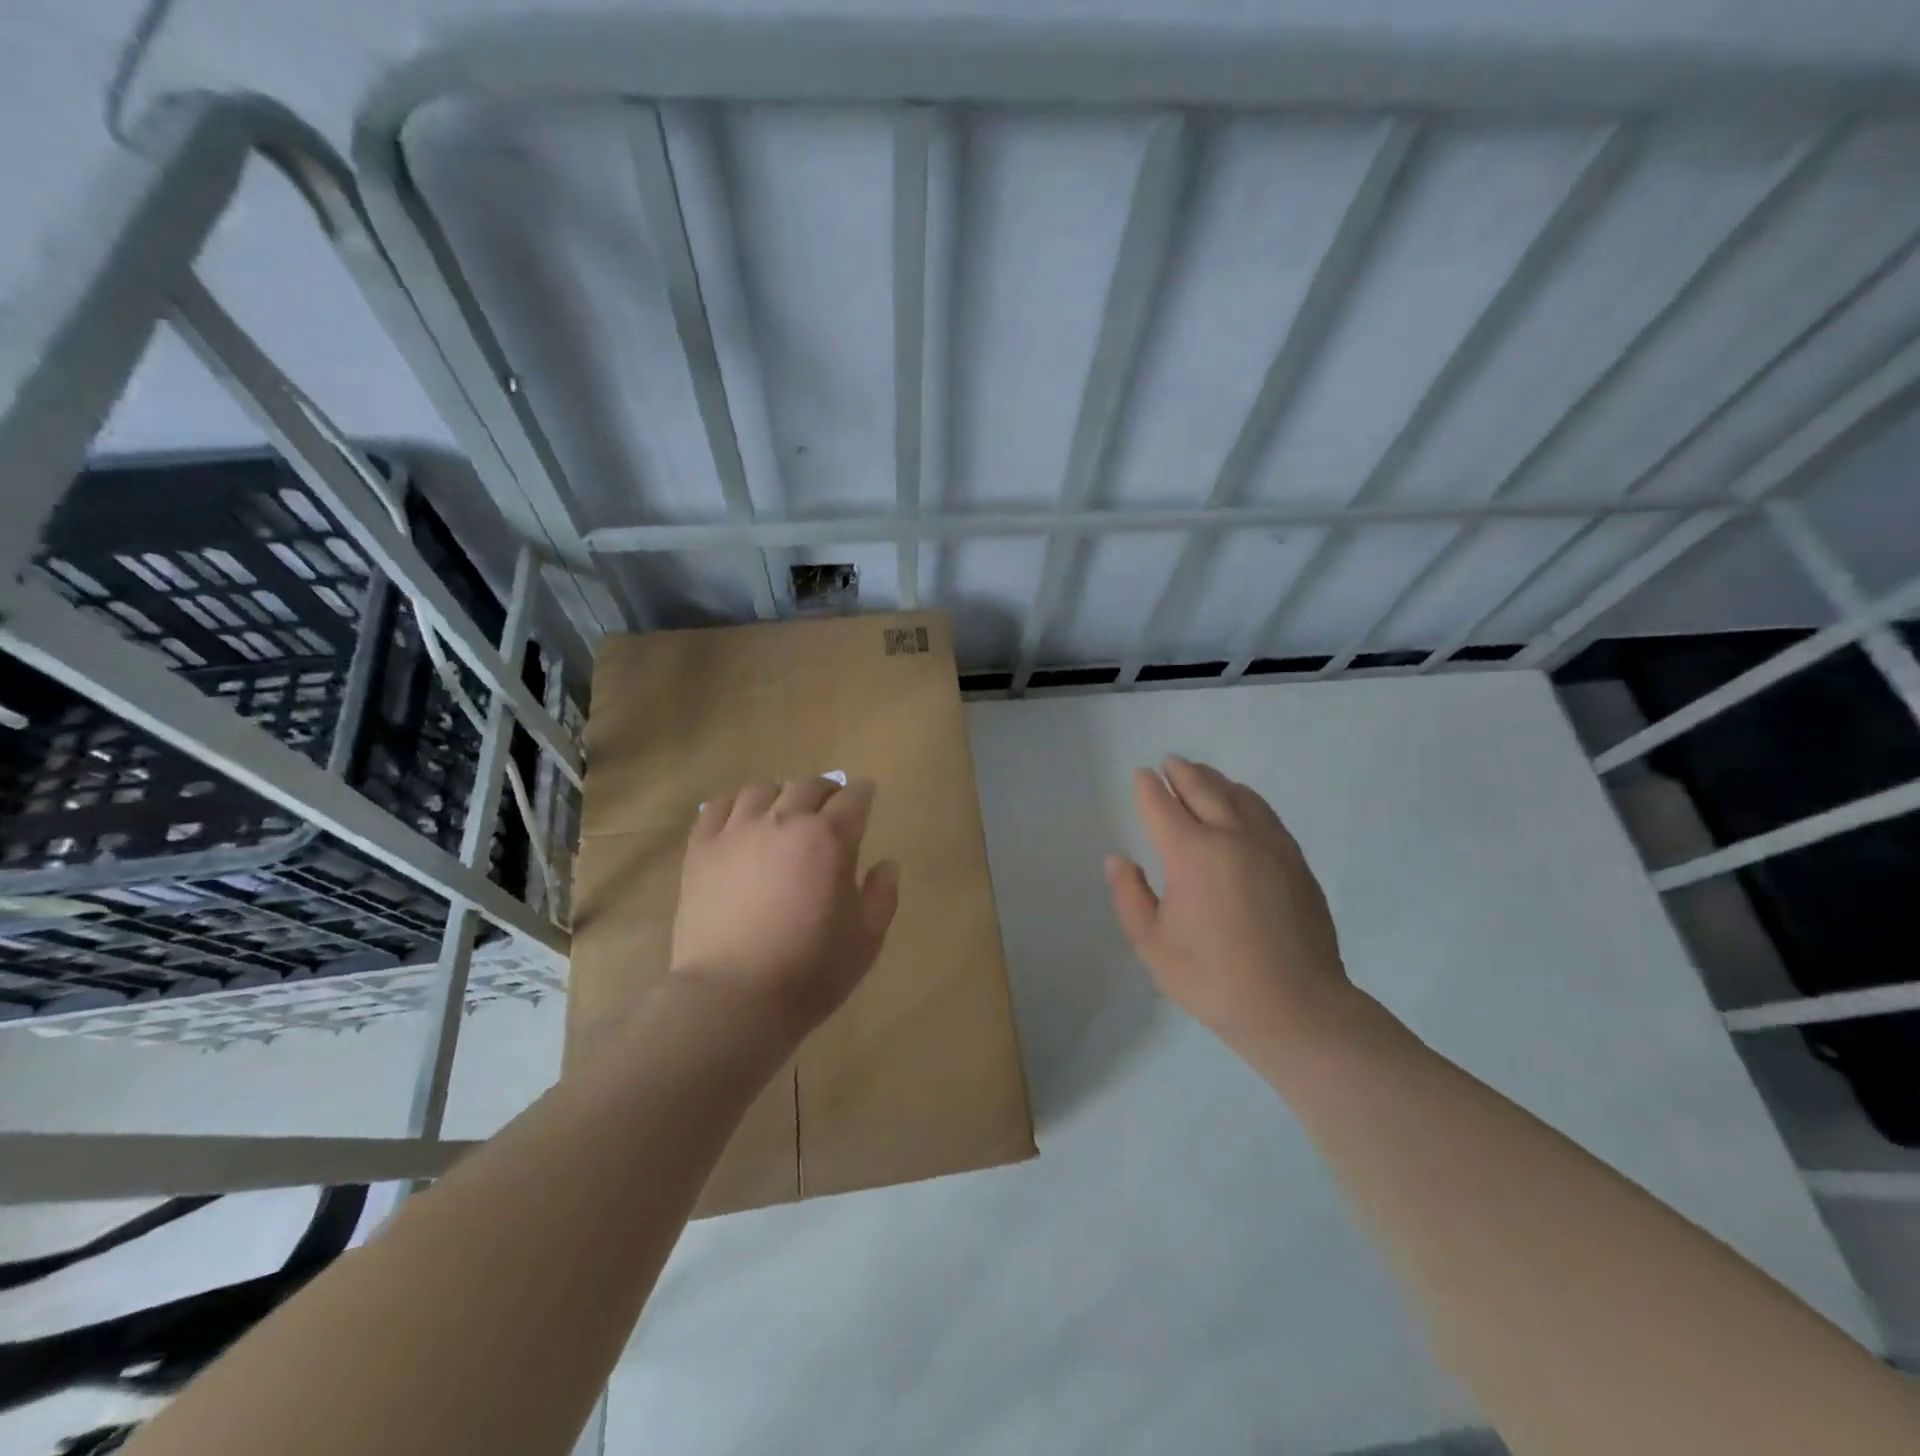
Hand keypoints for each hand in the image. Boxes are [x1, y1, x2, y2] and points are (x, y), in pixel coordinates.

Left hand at [670, 777, 899, 1039]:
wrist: (732, 998)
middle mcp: (784, 822)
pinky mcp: (701, 850)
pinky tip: (741, 818)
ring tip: (783, 810)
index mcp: (828, 839)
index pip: (853, 799)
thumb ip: (882, 895)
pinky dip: (736, 804)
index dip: (863, 793)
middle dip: (826, 791)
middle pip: (808, 786)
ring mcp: (737, 832)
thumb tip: (886, 864)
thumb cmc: (809, 971)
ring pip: (762, 790)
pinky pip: (718, 808)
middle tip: (831, 804)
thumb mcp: (866, 940)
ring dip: (781, 794)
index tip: (866, 794)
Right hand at [1106, 756, 1354, 1061]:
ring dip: (1215, 780)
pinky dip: (1246, 798)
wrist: (1296, 1006)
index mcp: (1191, 854)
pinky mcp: (1294, 860)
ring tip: (1202, 774)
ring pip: (1238, 796)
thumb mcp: (1152, 945)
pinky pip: (1265, 813)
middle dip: (1182, 773)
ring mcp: (1269, 845)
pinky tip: (1242, 803)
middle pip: (1203, 789)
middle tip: (1169, 763)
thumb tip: (1118, 859)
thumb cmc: (1213, 978)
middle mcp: (1231, 836)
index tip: (1141, 774)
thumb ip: (1130, 896)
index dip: (1148, 788)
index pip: (1162, 806)